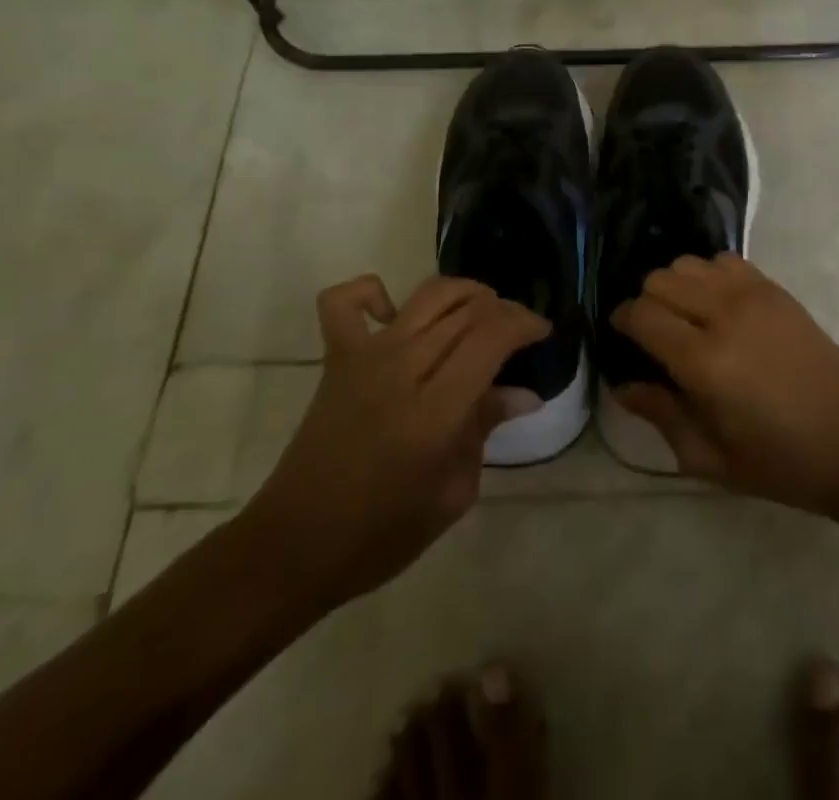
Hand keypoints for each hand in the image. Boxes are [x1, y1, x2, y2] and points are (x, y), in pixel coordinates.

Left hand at [241, 274, 547, 608]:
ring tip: (480, 311)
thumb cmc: (381, 534)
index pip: (491, 337)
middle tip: (518, 330)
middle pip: (466, 311)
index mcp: (435, 411)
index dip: (524, 324)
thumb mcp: (452, 494)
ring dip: (463, 292)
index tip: (542, 332)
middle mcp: (402, 369)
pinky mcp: (336, 358)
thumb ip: (485, 429)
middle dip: (503, 309)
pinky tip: (394, 312)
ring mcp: (365, 357)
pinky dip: (373, 292)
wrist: (296, 546)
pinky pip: (345, 301)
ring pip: (426, 295)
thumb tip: (524, 393)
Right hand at [613, 254, 838, 514]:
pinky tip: (718, 306)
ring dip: (676, 286)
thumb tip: (623, 385)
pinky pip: (725, 261)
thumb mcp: (711, 459)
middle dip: (646, 303)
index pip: (641, 314)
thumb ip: (661, 415)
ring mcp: (752, 295)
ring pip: (689, 263)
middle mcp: (723, 315)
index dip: (622, 321)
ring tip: (686, 318)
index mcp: (703, 361)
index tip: (623, 338)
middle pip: (659, 279)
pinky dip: (709, 275)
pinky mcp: (775, 289)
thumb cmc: (781, 462)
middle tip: (655, 336)